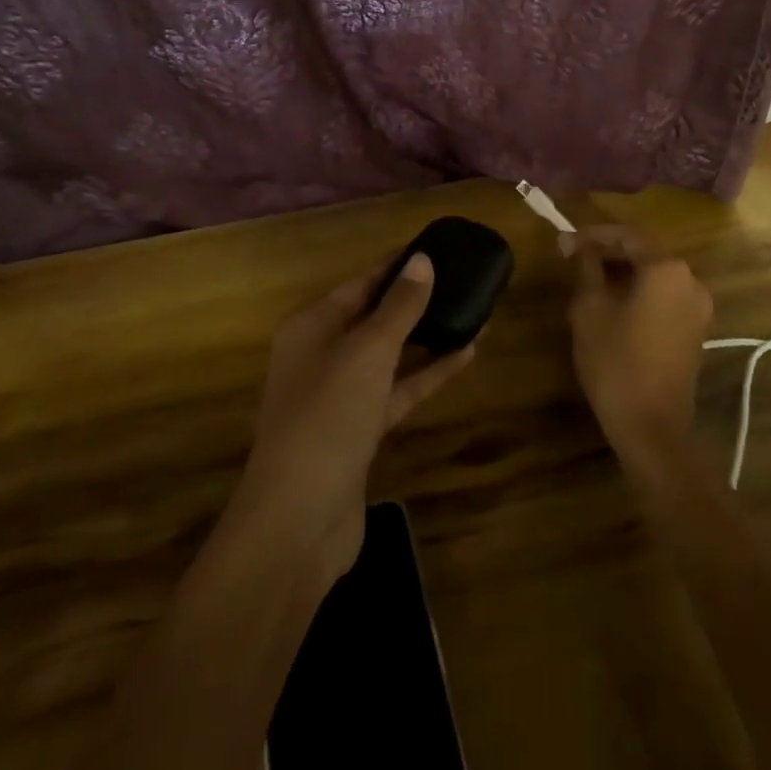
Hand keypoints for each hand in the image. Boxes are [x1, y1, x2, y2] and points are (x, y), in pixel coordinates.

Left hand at [232, 253, 474, 583]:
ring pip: (389, 356)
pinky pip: (397, 390)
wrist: (299, 520)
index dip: (395, 267)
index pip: (360, 284)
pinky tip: (463, 356)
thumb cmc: (327, 416)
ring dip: (426, 337)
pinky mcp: (359, 432)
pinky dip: (426, 374)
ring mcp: (340, 397)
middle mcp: (321, 355)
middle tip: (460, 281)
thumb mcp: (367, 351)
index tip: (434, 249)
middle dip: (414, 302)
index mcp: (311, 326)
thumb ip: (399, 306)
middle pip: (373, 318)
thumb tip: (423, 261)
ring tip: (471, 313)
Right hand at [566, 226, 712, 465]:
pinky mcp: (696, 331)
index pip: (627, 236)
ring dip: (623, 273)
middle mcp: (690, 280)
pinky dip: (640, 293)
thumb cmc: (615, 360)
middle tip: (574, 258)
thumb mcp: (590, 308)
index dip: (593, 235)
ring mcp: (698, 308)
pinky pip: (665, 297)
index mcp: (666, 268)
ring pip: (655, 276)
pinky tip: (613, 304)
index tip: (565, 241)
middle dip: (608, 252)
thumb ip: (585, 267)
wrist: (652, 427)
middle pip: (644, 253)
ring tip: (588, 280)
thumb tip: (574, 242)